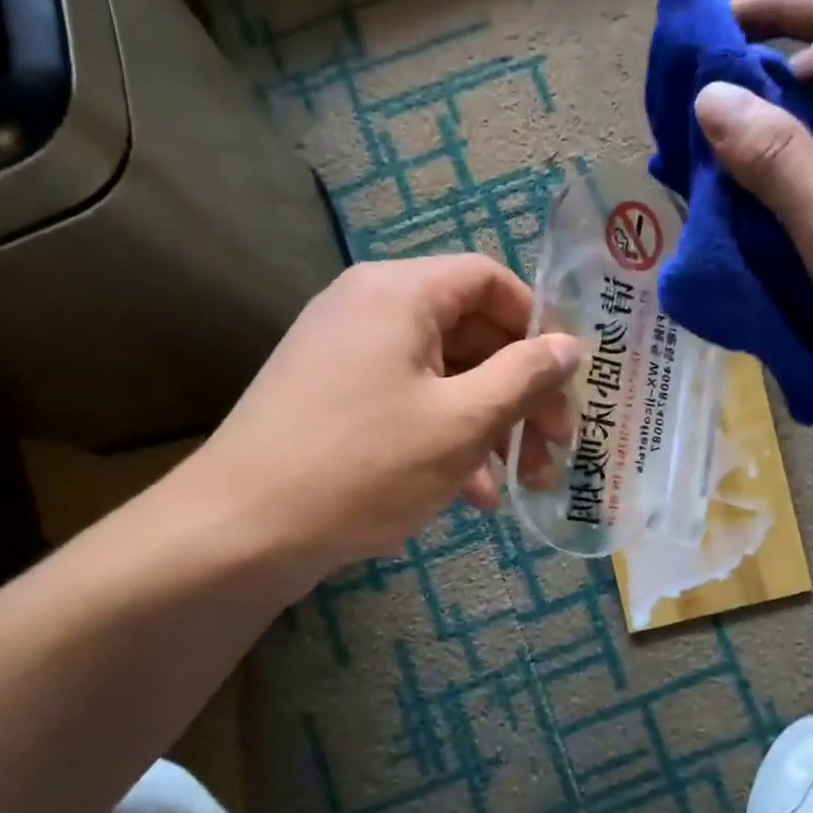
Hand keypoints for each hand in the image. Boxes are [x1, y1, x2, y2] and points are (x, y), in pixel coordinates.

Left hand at [179, 255, 581, 581]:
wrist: (241, 532)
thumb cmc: (364, 465)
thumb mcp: (462, 422)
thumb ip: (525, 376)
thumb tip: (571, 346)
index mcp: (399, 292)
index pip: (488, 280)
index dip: (537, 324)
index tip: (566, 378)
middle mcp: (370, 308)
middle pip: (470, 332)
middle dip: (519, 391)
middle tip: (555, 445)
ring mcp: (347, 355)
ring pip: (443, 376)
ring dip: (490, 425)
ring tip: (521, 482)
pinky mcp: (334, 399)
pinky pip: (409, 403)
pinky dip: (446, 439)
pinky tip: (472, 496)